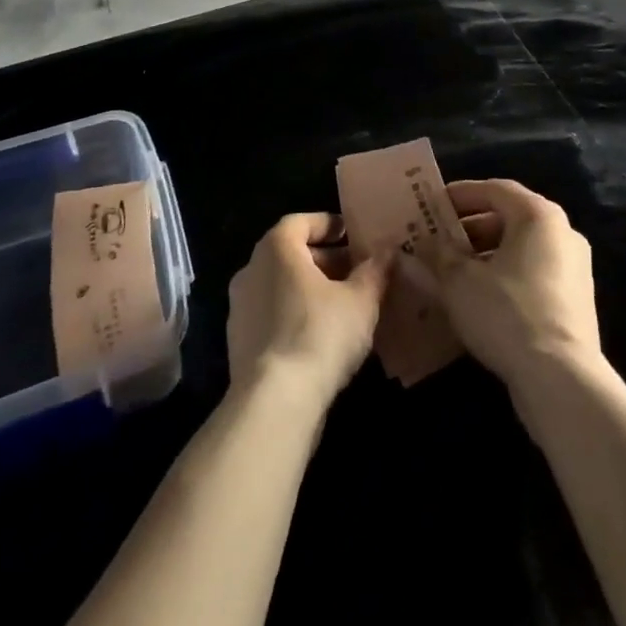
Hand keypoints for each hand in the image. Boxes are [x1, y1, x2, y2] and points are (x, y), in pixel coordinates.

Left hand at [226, 213, 388, 409]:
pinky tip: (322, 337)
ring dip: (310, 290)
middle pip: (290, 254)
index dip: (327, 224)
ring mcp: (240, 308)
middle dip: (324, 260)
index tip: (350, 234)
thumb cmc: (319, 334)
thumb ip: (374, 271)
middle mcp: (251, 269)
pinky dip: (295, 316)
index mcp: (276, 248)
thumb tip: (387, 251)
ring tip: (344, 306)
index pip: (300, 222)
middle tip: (355, 272)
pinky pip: (272, 316)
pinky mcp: (239, 343)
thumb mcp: (360, 300)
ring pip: (280, 286)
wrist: (274, 403)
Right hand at [403, 179, 600, 393]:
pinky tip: (478, 298)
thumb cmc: (506, 313)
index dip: (461, 194)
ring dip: (485, 255)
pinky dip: (505, 276)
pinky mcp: (576, 301)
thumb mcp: (459, 281)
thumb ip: (438, 254)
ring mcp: (574, 268)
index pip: (494, 189)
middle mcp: (563, 233)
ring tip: (451, 272)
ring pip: (521, 249)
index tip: (433, 205)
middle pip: (509, 218)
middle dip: (470, 228)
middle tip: (438, 240)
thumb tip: (422, 242)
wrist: (561, 381)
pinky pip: (533, 274)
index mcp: (538, 215)